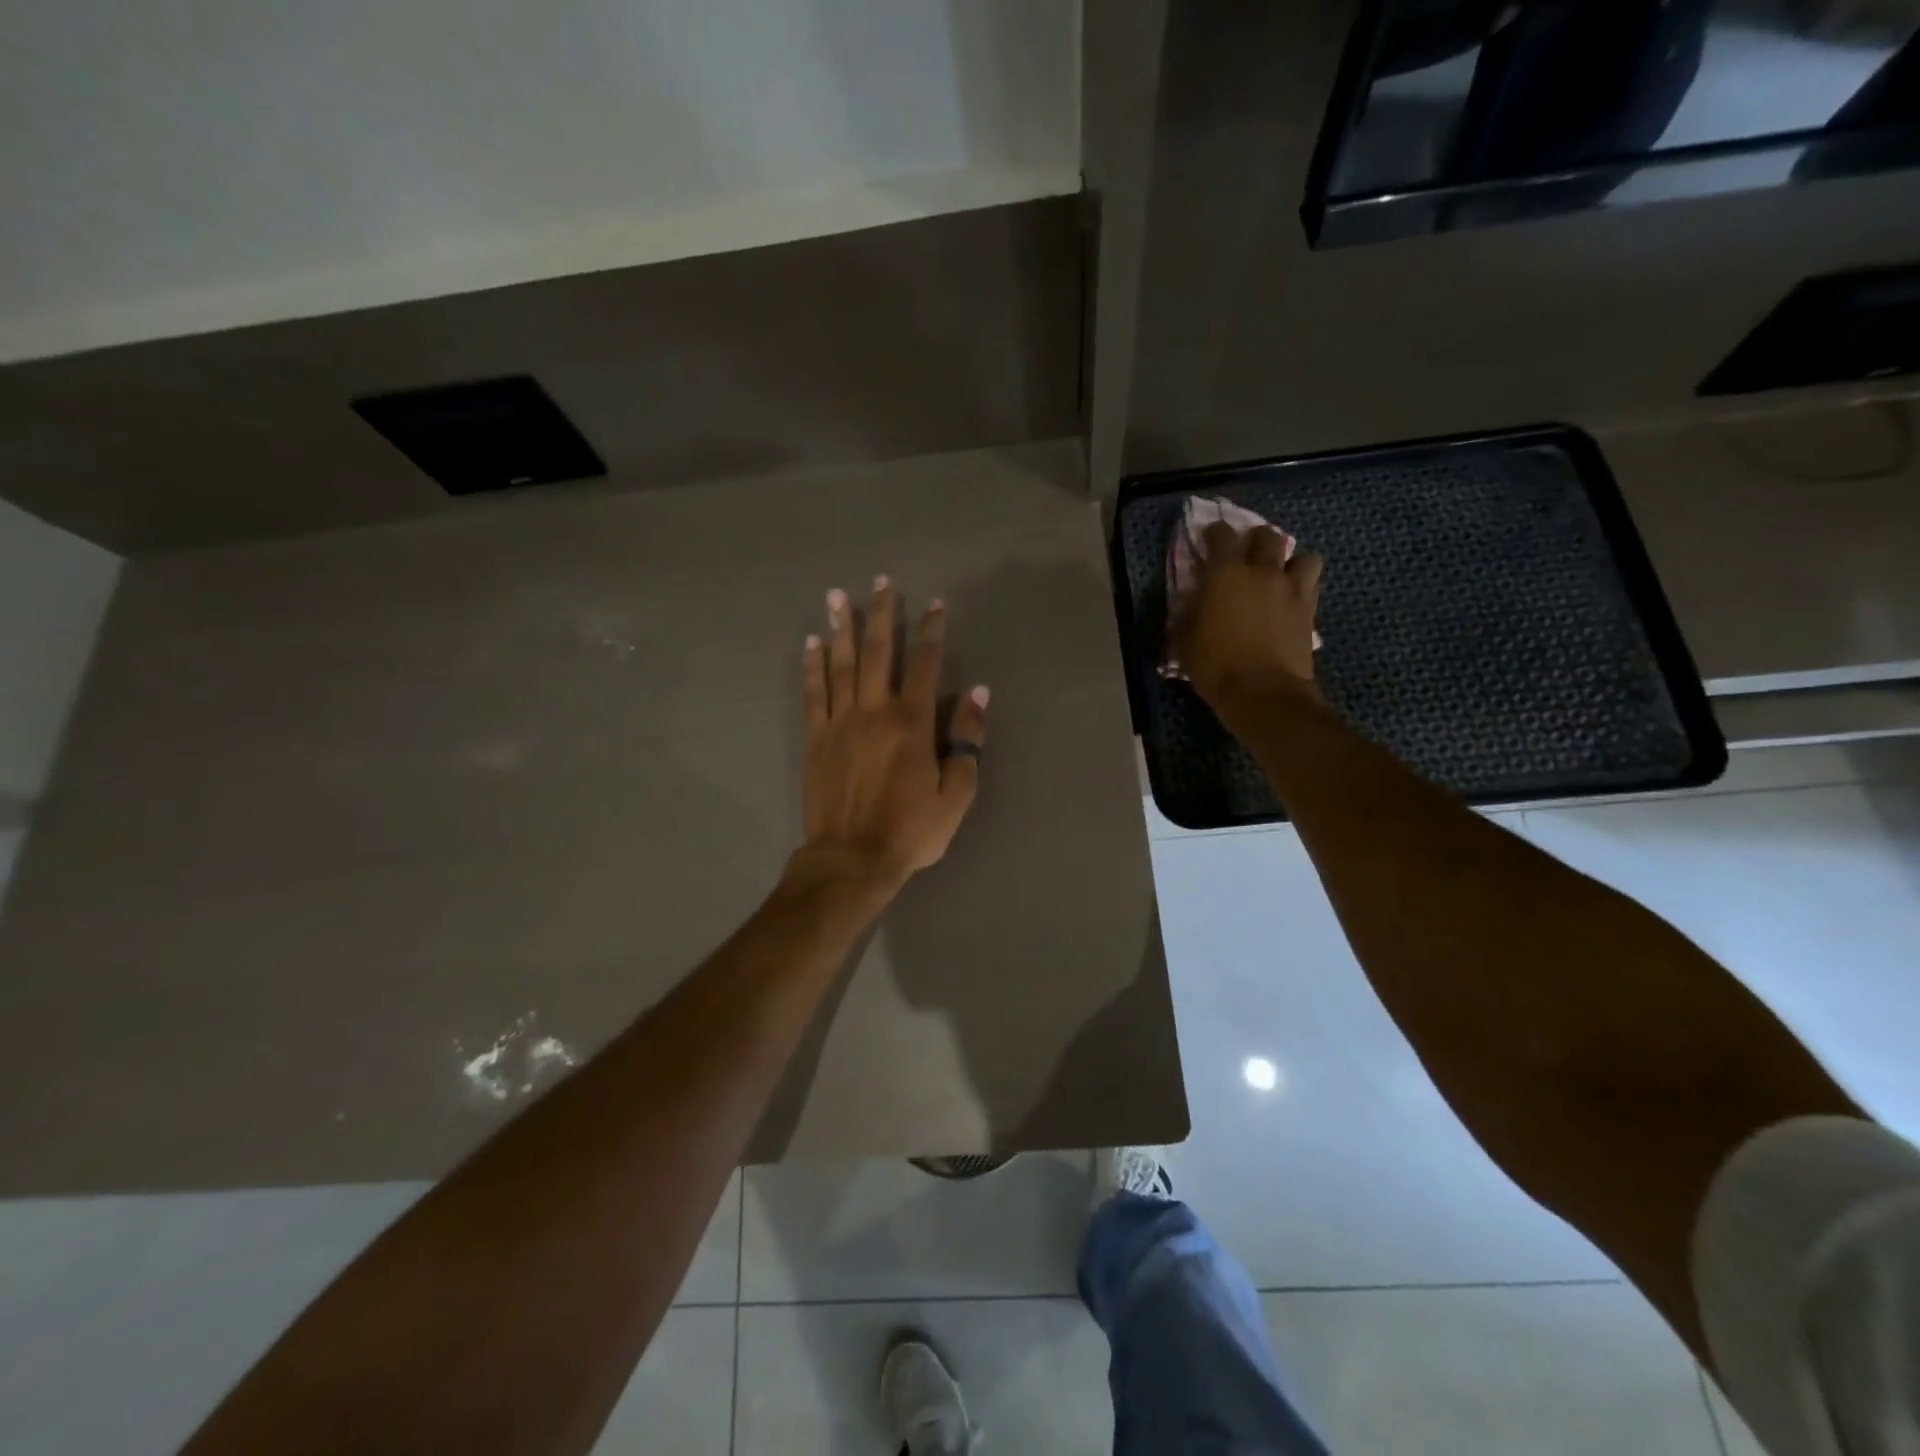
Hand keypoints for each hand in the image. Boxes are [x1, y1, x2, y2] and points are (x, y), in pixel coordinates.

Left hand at [797, 576, 988, 889]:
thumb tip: (977, 694)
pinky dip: (812, 667)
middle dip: (882, 614)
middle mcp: (874, 711)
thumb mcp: (955, 793)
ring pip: (841, 665)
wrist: (852, 858)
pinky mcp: (816, 739)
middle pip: (879, 653)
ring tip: (837, 596)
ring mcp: (840, 723)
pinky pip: (814, 694)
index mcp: (912, 723)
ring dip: (841, 628)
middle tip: (881, 581)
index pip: (925, 665)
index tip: (935, 604)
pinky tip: (812, 644)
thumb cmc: (911, 830)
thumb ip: (966, 741)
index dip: (932, 632)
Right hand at [1171, 522, 1323, 719]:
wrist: (1263, 693)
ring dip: (1291, 561)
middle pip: (1267, 536)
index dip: (1214, 533)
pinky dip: (1303, 586)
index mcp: (1225, 574)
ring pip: (1304, 556)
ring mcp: (1292, 589)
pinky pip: (1312, 585)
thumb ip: (1188, 614)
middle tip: (1247, 553)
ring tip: (1281, 575)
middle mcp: (1262, 572)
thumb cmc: (1215, 666)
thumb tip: (1191, 604)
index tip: (1209, 538)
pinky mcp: (1310, 610)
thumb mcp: (1185, 641)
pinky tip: (1292, 599)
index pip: (1222, 535)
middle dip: (1256, 540)